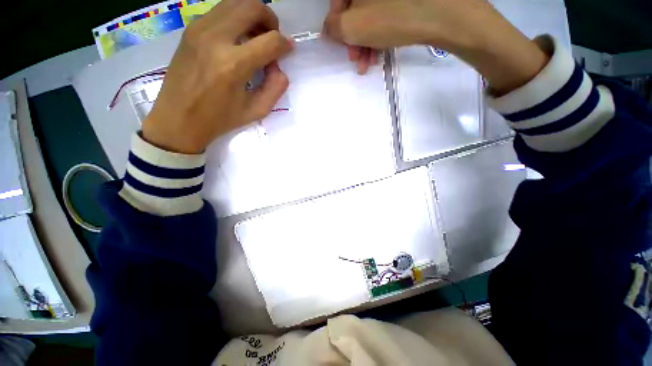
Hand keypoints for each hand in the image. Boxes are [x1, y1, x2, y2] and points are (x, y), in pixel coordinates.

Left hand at [143, 0, 292, 153]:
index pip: (270, 41)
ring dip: (252, 15)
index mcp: (234, 65)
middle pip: (252, 7)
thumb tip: (279, 67)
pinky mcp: (191, 29)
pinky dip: (235, 18)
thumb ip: (275, 88)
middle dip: (270, 19)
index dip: (285, 44)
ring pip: (235, 2)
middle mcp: (216, 38)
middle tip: (272, 38)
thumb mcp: (256, 111)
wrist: (178, 118)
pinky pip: (220, 11)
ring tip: (256, 36)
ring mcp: (200, 29)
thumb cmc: (219, 118)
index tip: (288, 50)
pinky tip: (237, 38)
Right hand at [323, 0, 548, 93]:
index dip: (335, 23)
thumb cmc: (393, 17)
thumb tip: (328, 28)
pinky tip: (379, 53)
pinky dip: (379, 35)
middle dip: (353, 38)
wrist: (445, 14)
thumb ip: (333, 27)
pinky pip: (385, 15)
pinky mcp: (407, 0)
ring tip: (367, 64)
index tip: (339, 43)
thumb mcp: (353, 26)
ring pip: (371, 15)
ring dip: (366, 42)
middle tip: (355, 59)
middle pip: (355, 8)